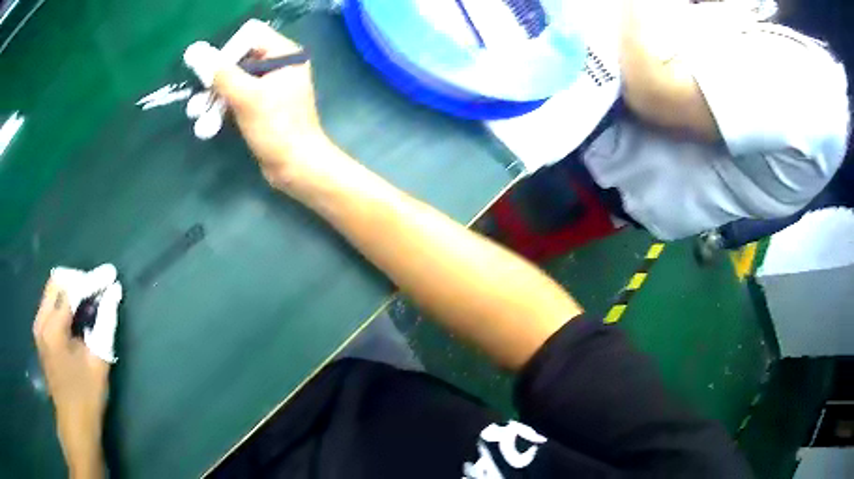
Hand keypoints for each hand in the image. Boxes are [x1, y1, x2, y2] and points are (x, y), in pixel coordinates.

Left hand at [33, 264, 121, 478]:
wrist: (74, 422)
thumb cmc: (87, 396)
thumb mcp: (99, 361)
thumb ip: (105, 323)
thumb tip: (114, 292)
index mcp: (53, 329)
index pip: (71, 290)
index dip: (92, 280)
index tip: (111, 274)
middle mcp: (41, 320)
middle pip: (57, 281)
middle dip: (78, 279)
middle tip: (97, 289)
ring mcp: (38, 325)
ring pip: (52, 289)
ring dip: (71, 289)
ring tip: (89, 301)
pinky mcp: (40, 332)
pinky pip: (50, 302)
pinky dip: (64, 300)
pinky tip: (76, 314)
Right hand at [205, 22, 335, 192]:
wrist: (297, 166)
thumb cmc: (277, 128)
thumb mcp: (247, 97)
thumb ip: (221, 74)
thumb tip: (196, 52)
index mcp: (285, 54)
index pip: (250, 37)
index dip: (228, 52)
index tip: (211, 75)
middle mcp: (279, 64)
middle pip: (239, 59)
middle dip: (216, 79)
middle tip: (198, 98)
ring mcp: (271, 85)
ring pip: (235, 81)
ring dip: (215, 96)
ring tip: (196, 113)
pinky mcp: (262, 105)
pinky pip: (238, 97)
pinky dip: (223, 107)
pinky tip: (207, 122)